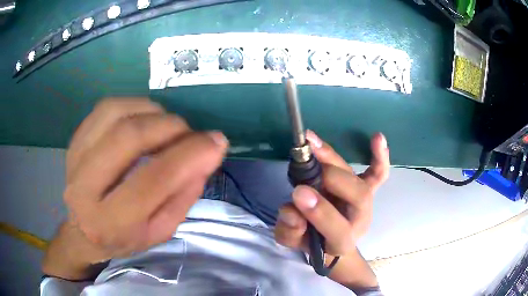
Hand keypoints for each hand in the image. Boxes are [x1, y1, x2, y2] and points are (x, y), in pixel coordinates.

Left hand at [43, 98, 227, 278]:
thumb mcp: (160, 231)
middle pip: (130, 137)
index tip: (217, 142)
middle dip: (170, 127)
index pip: (152, 181)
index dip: (189, 155)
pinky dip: (134, 105)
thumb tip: (208, 152)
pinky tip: (144, 119)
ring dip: (152, 112)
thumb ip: (183, 195)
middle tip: (190, 134)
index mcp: (110, 222)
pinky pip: (107, 107)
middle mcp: (85, 187)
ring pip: (116, 113)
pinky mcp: (75, 139)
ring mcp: (75, 157)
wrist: (83, 229)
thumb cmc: (124, 237)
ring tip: (166, 126)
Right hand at [274, 130, 388, 287]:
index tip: (299, 193)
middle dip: (332, 178)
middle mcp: (360, 220)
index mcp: (341, 241)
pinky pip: (378, 174)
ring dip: (337, 161)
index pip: (337, 229)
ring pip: (361, 180)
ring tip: (313, 143)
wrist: (331, 242)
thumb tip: (291, 210)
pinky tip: (377, 138)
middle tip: (305, 163)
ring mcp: (366, 203)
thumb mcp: (292, 242)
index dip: (321, 212)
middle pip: (358, 197)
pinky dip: (379, 157)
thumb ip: (289, 231)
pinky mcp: (368, 190)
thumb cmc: (311, 242)